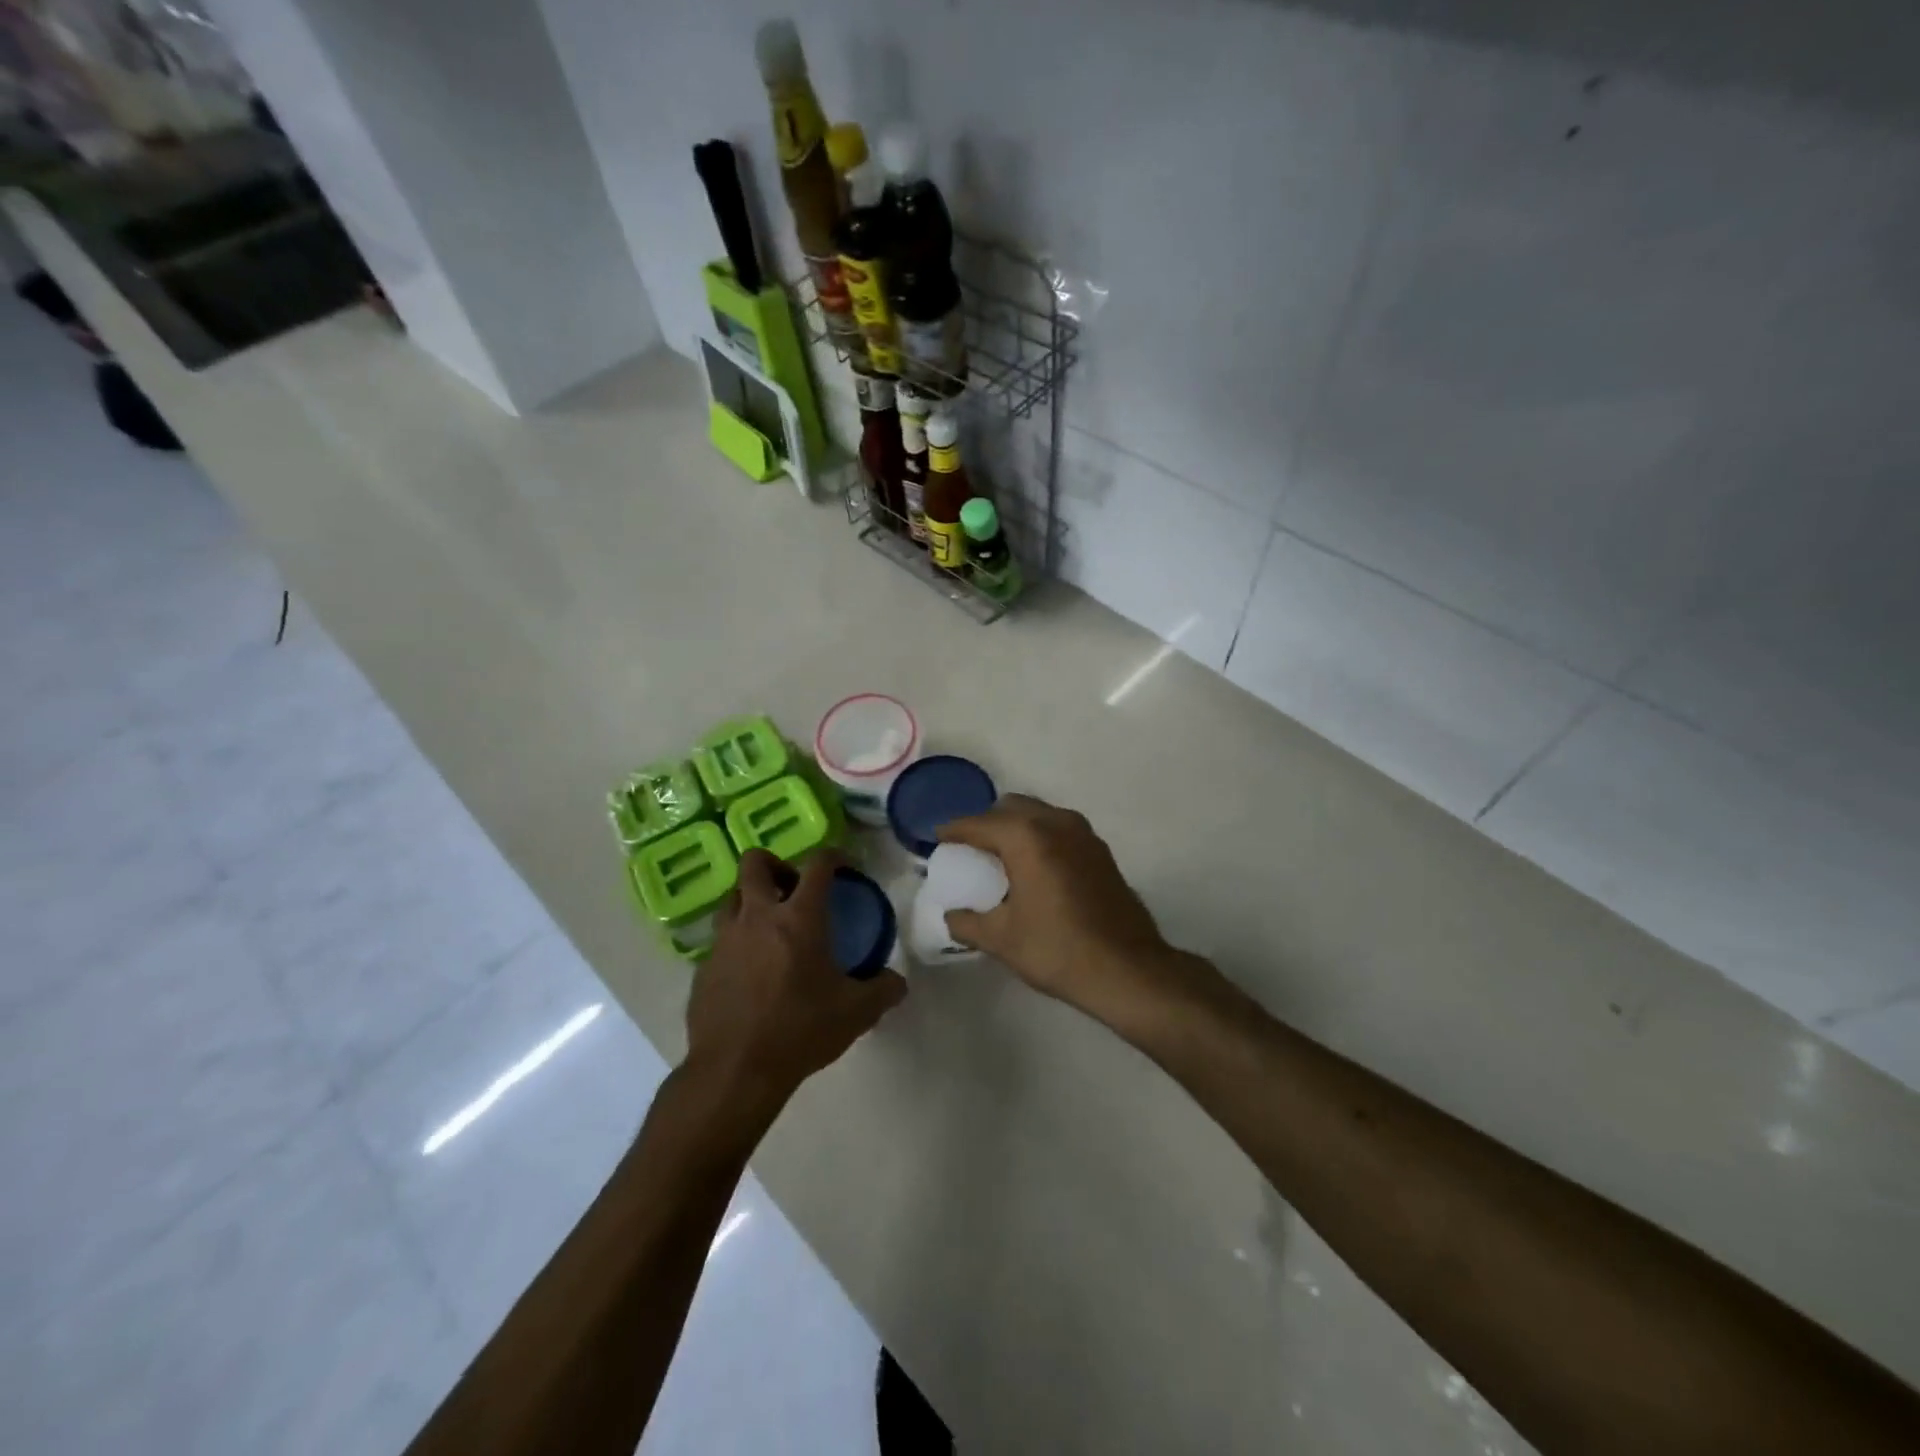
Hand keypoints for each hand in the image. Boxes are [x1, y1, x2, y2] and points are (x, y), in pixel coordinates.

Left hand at [683, 850, 906, 1115]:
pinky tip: (751, 972)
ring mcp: (724, 941)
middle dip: (776, 864)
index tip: (844, 866)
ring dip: (751, 901)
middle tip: (793, 889)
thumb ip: (884, 990)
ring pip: (732, 898)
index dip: (834, 856)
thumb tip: (897, 982)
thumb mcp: (856, 1012)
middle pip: (755, 862)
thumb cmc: (800, 1030)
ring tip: (770, 928)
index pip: (817, 864)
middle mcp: (757, 917)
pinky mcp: (703, 968)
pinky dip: (737, 942)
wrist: (735, 1071)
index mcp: (798, 918)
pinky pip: (720, 939)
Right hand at [937, 795, 1189, 1025]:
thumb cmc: (1057, 949)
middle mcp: (1056, 823)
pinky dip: (1041, 838)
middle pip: (1011, 808)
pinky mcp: (1101, 851)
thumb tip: (951, 916)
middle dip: (987, 822)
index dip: (955, 830)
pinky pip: (1060, 830)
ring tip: (1001, 857)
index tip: (938, 837)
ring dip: (1017, 827)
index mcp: (1027, 837)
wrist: (1127, 969)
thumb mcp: (1002, 939)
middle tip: (970, 848)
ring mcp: (1084, 835)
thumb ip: (968, 923)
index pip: (980, 823)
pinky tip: (1035, 868)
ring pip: (1040, 814)